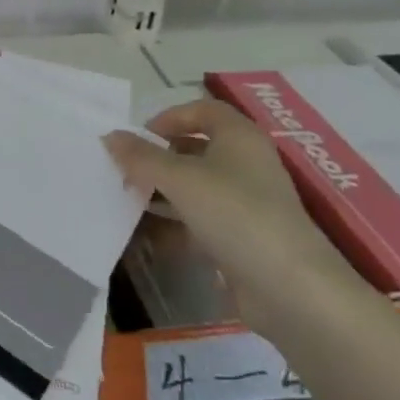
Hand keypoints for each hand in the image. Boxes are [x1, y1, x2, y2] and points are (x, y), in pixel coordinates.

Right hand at [103, 99, 352, 328]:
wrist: (290, 289)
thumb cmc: (235, 214)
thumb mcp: (180, 179)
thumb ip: (141, 157)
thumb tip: (110, 136)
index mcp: (239, 137)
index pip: (201, 110)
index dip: (168, 118)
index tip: (138, 139)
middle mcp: (245, 163)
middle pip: (195, 149)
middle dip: (158, 158)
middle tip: (125, 172)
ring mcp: (246, 203)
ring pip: (196, 187)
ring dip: (162, 192)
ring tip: (128, 201)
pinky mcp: (243, 238)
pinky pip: (201, 220)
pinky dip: (175, 224)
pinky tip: (147, 236)